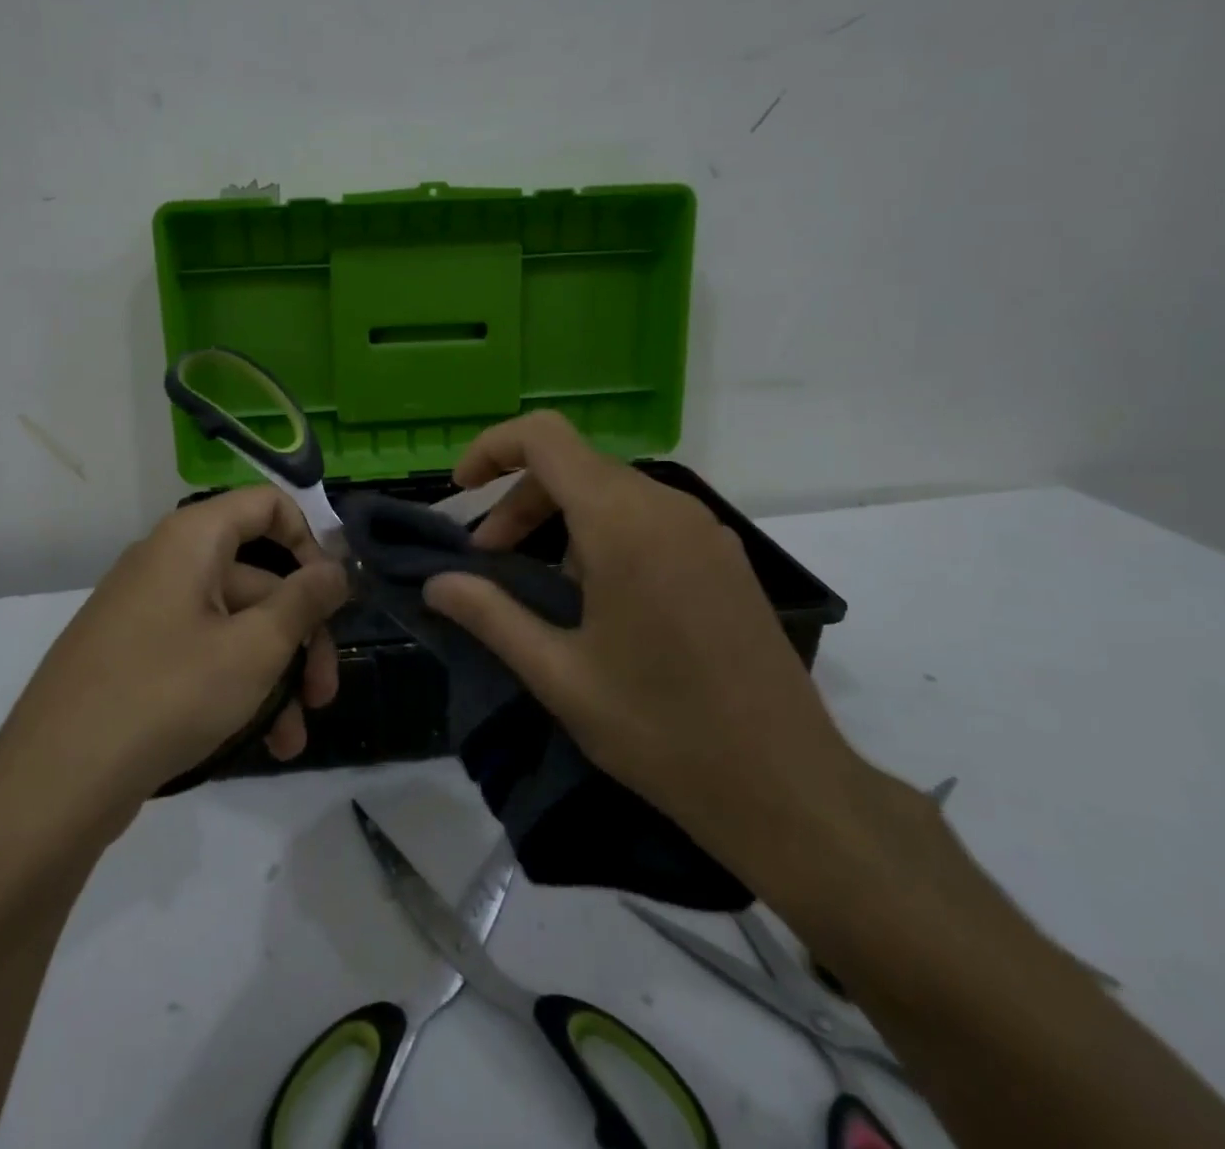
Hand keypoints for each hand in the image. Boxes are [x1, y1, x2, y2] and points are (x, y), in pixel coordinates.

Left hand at [0, 488, 348, 816]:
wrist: (54, 782)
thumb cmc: (168, 694)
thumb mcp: (255, 647)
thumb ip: (305, 601)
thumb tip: (337, 568)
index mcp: (192, 539)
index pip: (267, 506)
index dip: (309, 542)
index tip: (331, 596)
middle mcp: (168, 563)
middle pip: (258, 579)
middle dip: (300, 637)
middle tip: (323, 694)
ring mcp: (147, 613)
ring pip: (234, 627)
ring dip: (274, 676)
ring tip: (293, 738)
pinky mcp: (134, 657)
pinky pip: (202, 654)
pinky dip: (236, 686)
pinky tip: (261, 743)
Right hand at [423, 412, 862, 881]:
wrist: (788, 786)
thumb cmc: (661, 730)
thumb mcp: (559, 675)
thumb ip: (489, 615)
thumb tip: (436, 583)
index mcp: (622, 523)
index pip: (544, 437)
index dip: (492, 448)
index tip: (461, 492)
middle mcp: (666, 507)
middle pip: (573, 465)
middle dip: (520, 502)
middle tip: (489, 563)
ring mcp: (703, 529)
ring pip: (611, 490)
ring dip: (559, 520)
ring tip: (539, 586)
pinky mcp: (723, 556)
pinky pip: (647, 517)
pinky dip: (602, 533)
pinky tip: (597, 598)